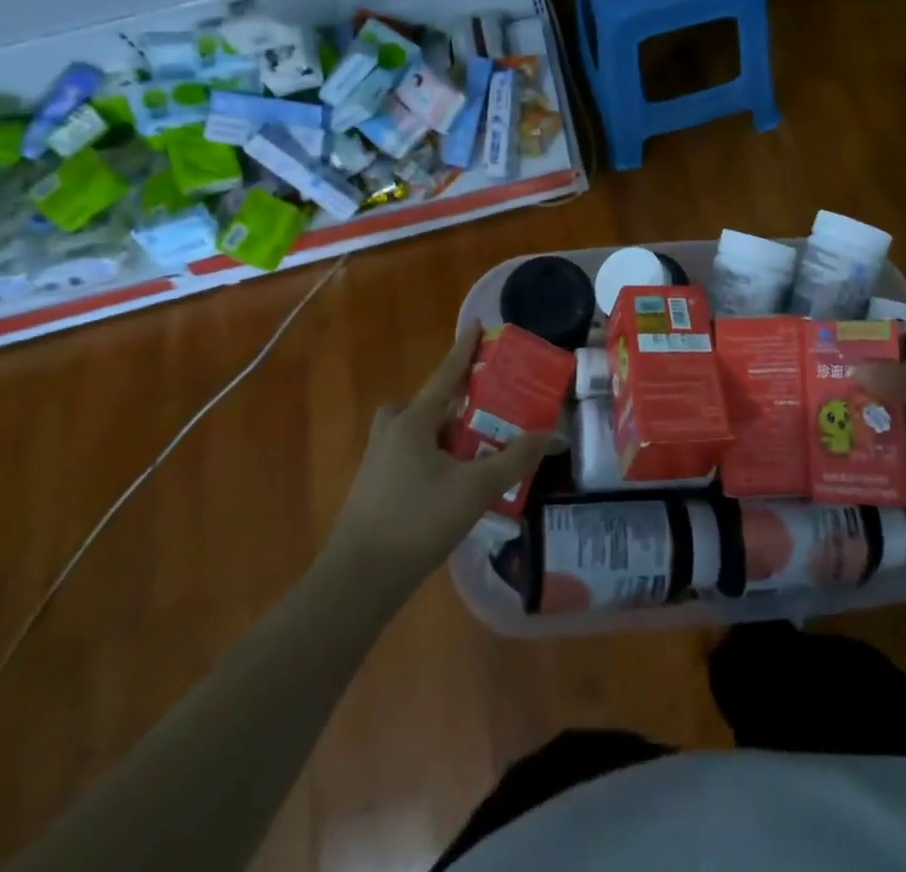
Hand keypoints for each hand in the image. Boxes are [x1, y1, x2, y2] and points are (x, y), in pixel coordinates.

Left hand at [331, 322, 547, 589]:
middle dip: (454, 402)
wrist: (358, 581)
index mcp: (413, 421)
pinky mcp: (374, 490)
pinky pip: (409, 457)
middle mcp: (392, 433)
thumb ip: (513, 459)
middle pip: (426, 404)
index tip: (477, 324)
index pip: (446, 375)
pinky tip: (454, 485)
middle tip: (483, 410)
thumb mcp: (475, 488)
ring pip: (416, 433)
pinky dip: (433, 459)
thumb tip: (548, 433)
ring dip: (443, 434)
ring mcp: (378, 462)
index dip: (465, 349)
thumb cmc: (418, 521)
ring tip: (475, 451)